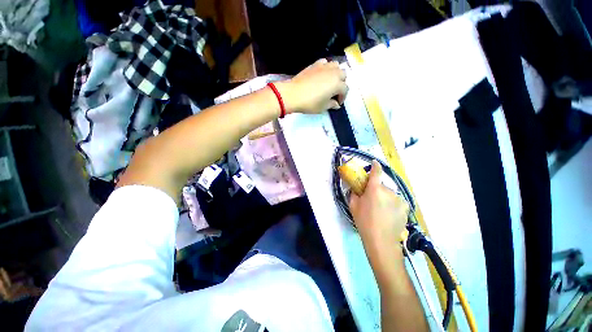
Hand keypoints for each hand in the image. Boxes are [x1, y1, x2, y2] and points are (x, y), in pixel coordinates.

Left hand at [277, 59, 347, 113]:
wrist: (293, 94)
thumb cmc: (310, 103)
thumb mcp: (322, 107)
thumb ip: (331, 105)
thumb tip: (336, 104)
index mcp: (337, 84)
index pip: (345, 89)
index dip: (342, 97)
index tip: (337, 103)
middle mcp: (333, 73)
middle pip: (343, 75)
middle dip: (341, 84)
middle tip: (335, 93)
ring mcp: (324, 67)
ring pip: (336, 66)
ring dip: (336, 73)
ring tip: (330, 82)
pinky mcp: (315, 64)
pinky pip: (325, 62)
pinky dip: (326, 67)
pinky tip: (322, 74)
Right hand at [349, 161, 409, 254]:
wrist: (381, 240)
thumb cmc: (364, 221)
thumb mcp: (353, 206)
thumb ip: (354, 193)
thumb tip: (356, 188)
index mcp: (374, 189)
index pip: (376, 172)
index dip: (375, 166)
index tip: (374, 163)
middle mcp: (388, 191)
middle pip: (382, 186)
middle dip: (377, 190)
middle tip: (372, 200)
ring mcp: (399, 199)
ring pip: (390, 194)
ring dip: (385, 198)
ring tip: (381, 210)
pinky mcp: (406, 207)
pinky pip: (397, 201)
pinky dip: (393, 204)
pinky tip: (389, 214)